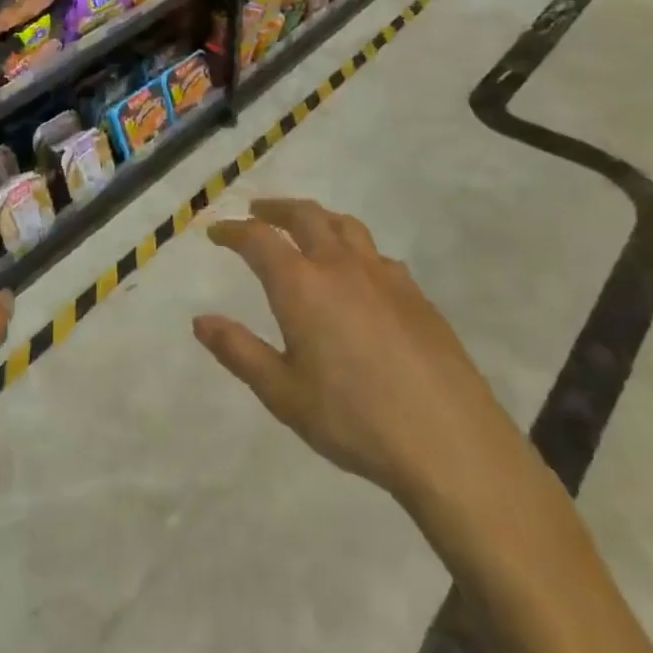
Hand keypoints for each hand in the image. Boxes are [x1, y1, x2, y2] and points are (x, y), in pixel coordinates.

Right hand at [198, 198, 549, 541]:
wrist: (451, 443)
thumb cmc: (355, 420)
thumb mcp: (283, 394)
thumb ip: (239, 351)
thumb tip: (201, 320)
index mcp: (302, 285)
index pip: (258, 239)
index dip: (232, 231)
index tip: (216, 232)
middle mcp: (340, 266)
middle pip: (304, 215)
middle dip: (275, 209)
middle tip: (257, 212)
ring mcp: (384, 276)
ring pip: (345, 225)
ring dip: (316, 218)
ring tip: (304, 227)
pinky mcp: (416, 294)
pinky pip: (376, 254)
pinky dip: (353, 248)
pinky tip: (357, 273)